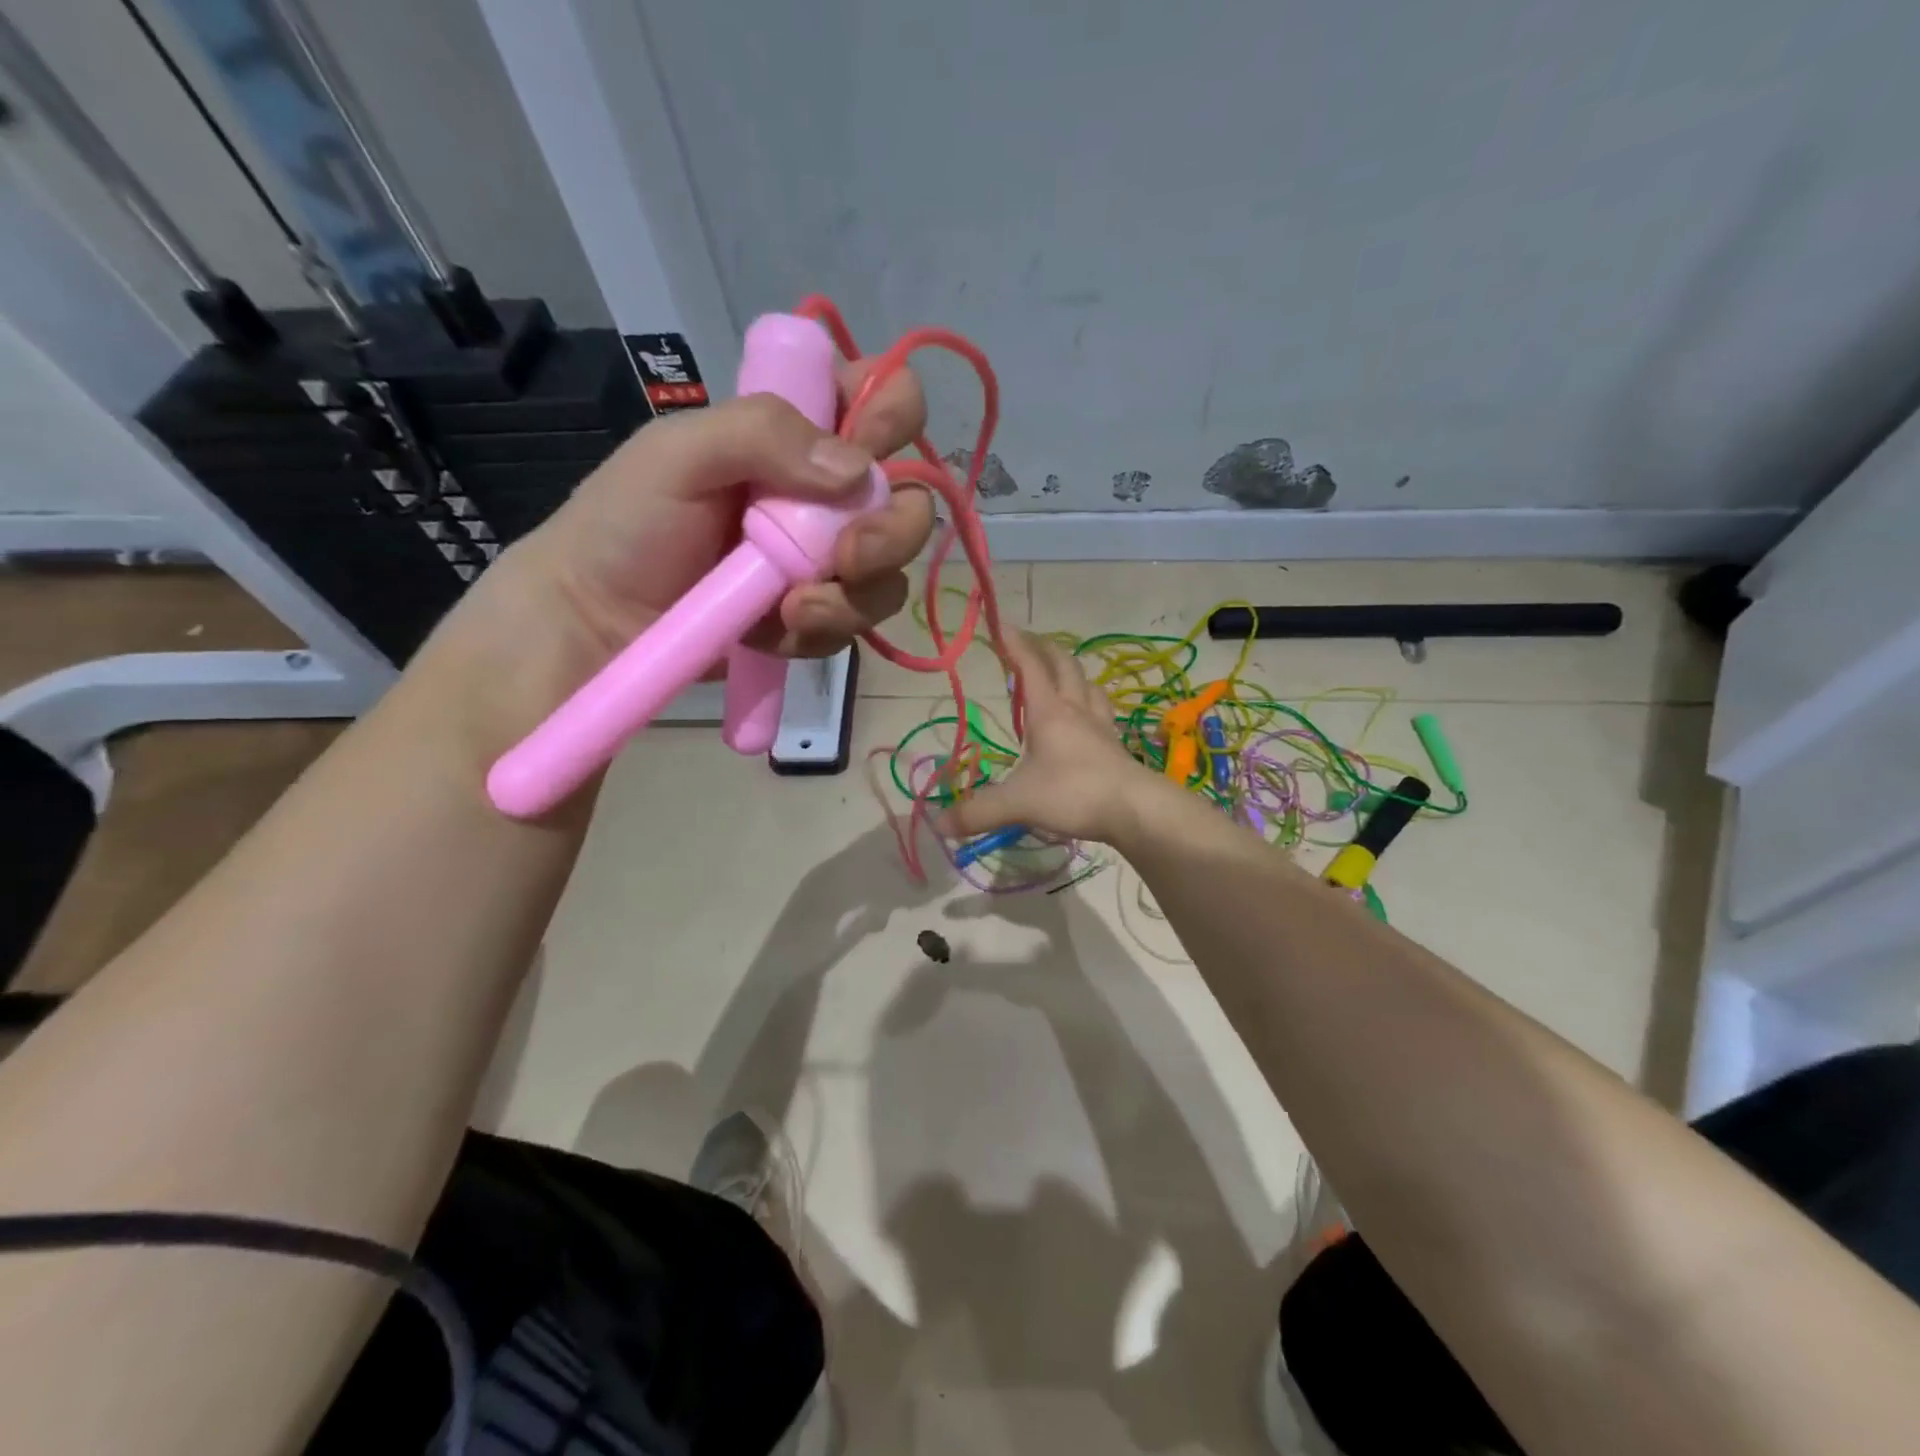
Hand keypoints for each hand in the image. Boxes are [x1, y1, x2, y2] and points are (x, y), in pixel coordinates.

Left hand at [435, 358, 934, 754]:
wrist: (597, 619)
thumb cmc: (627, 521)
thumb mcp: (678, 452)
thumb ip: (763, 432)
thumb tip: (858, 469)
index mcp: (799, 434)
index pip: (882, 401)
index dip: (893, 414)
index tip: (869, 441)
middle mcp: (825, 496)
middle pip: (908, 503)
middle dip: (891, 532)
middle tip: (848, 554)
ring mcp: (824, 562)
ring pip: (889, 575)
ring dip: (854, 595)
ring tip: (795, 608)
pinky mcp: (815, 617)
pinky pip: (853, 626)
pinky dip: (821, 630)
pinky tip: (775, 630)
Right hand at [938, 632, 1157, 845]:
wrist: (1135, 810)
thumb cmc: (1074, 793)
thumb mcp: (1018, 803)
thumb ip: (978, 811)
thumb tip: (938, 823)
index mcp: (1049, 713)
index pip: (1029, 667)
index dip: (1014, 643)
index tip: (1000, 623)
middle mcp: (1076, 711)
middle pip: (1064, 666)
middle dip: (1045, 649)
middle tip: (1029, 641)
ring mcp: (1100, 727)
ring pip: (1089, 686)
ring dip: (1073, 673)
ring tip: (1062, 673)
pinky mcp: (1115, 746)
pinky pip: (1103, 712)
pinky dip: (1093, 704)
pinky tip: (1090, 715)